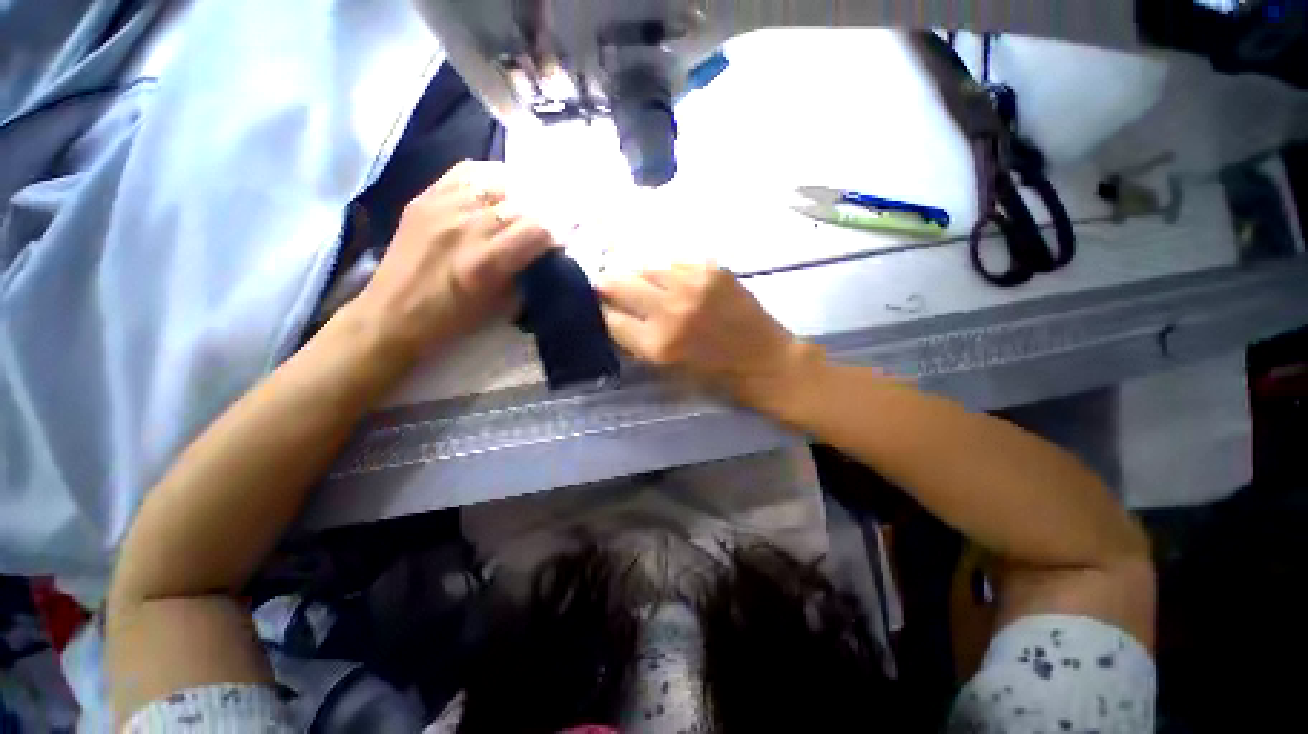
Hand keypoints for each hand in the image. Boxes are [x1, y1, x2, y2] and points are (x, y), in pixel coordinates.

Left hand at [349, 161, 556, 360]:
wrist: (392, 313)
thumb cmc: (452, 320)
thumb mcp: (500, 308)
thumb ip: (526, 277)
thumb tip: (545, 257)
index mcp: (486, 263)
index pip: (536, 231)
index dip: (557, 233)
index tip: (563, 240)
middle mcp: (465, 227)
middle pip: (520, 204)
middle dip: (544, 212)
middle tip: (552, 220)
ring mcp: (442, 207)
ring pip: (495, 182)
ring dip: (520, 192)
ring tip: (527, 202)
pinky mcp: (424, 198)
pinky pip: (464, 172)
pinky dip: (488, 176)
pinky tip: (498, 187)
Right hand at [598, 263, 821, 406]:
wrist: (765, 361)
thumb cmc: (716, 376)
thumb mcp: (668, 370)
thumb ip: (637, 342)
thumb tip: (613, 317)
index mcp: (657, 344)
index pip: (609, 318)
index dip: (600, 312)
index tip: (597, 308)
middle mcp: (670, 309)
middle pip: (617, 283)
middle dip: (606, 286)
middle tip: (607, 288)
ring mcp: (692, 284)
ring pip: (644, 267)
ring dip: (638, 276)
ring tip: (643, 285)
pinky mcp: (711, 269)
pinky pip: (673, 263)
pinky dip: (667, 273)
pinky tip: (674, 283)